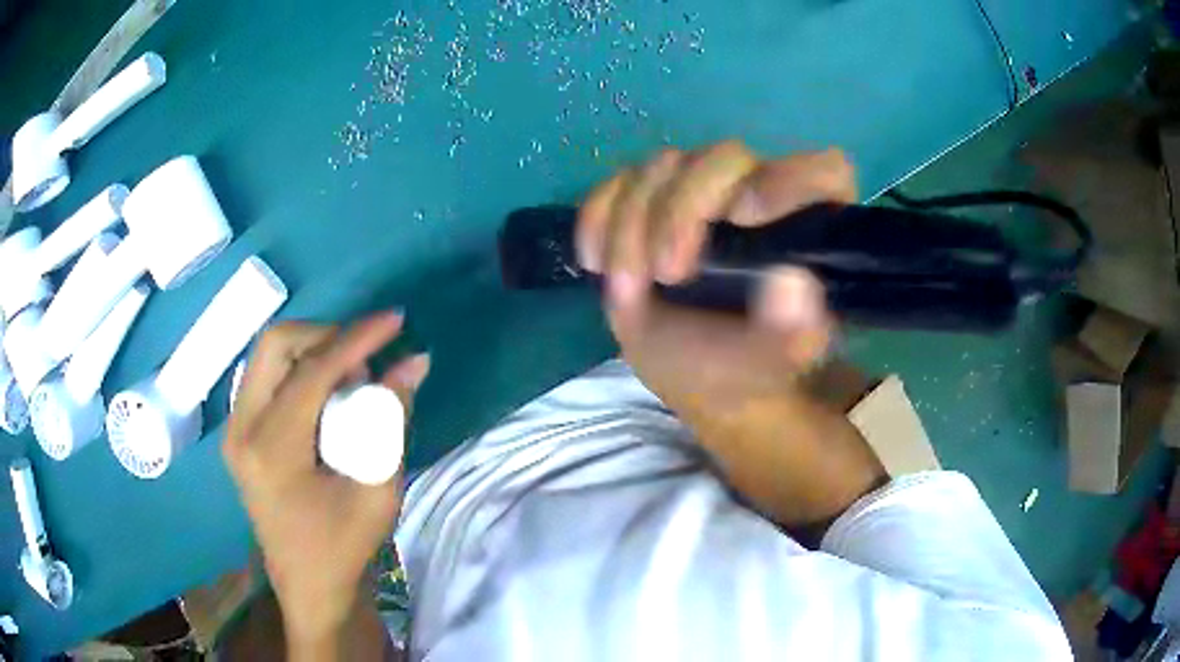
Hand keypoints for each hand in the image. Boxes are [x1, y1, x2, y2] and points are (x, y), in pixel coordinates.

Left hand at [223, 312, 429, 646]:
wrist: (309, 587)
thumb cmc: (344, 548)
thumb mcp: (378, 489)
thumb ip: (391, 419)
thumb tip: (413, 363)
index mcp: (271, 448)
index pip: (313, 370)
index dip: (357, 338)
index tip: (395, 320)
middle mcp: (241, 428)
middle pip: (275, 343)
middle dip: (326, 336)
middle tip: (365, 357)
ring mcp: (235, 429)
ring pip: (268, 355)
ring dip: (312, 352)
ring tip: (350, 378)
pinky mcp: (239, 434)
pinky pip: (267, 377)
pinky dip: (299, 371)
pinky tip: (326, 395)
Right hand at [578, 141, 885, 528]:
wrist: (693, 373)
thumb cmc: (743, 367)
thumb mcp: (770, 363)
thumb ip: (791, 333)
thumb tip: (793, 283)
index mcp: (807, 225)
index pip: (821, 170)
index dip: (787, 179)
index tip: (744, 219)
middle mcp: (757, 191)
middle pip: (725, 158)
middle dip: (683, 210)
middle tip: (667, 274)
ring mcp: (699, 189)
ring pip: (662, 168)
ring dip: (633, 227)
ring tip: (630, 290)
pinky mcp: (649, 197)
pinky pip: (615, 184)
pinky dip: (597, 220)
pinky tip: (596, 264)